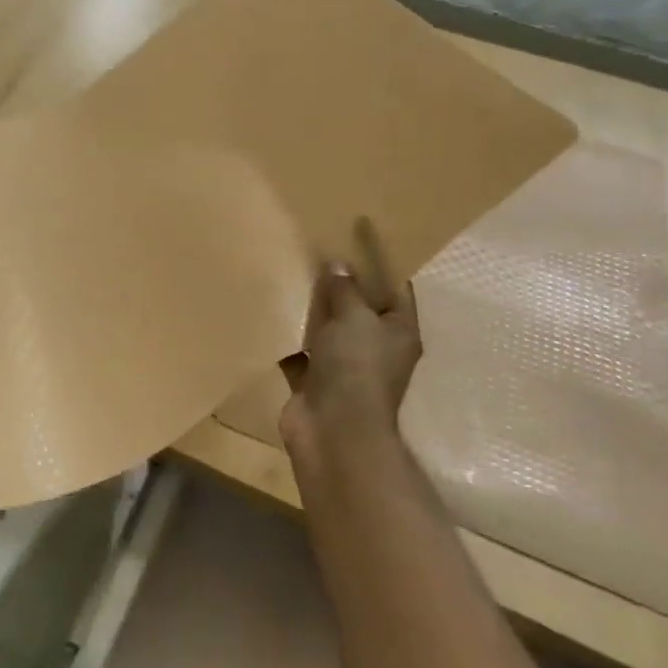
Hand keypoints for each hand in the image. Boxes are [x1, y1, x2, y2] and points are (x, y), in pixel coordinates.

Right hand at [279, 219, 423, 456]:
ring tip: (290, 274)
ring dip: (311, 310)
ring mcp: (343, 367)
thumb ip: (344, 289)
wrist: (334, 430)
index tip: (358, 236)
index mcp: (398, 331)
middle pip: (358, 308)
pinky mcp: (313, 381)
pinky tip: (270, 311)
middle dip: (340, 284)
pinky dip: (287, 337)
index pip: (395, 289)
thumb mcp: (355, 318)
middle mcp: (374, 348)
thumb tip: (337, 264)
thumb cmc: (356, 368)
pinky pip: (299, 351)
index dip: (379, 263)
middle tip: (317, 250)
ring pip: (327, 330)